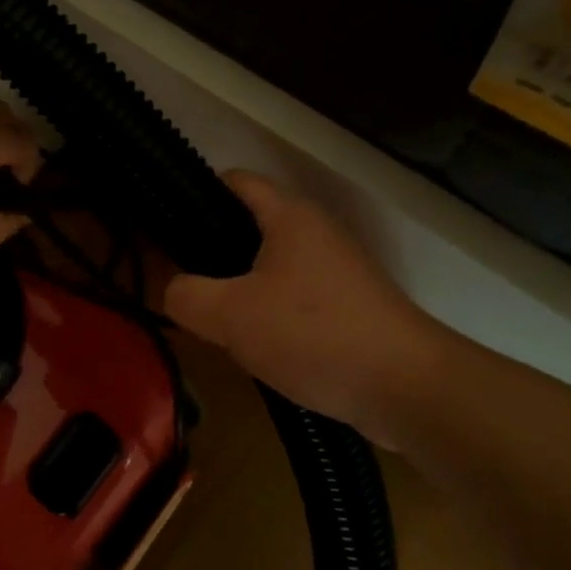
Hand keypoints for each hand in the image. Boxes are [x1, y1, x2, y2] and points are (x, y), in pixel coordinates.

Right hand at [162, 172, 450, 447]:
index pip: (234, 181)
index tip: (163, 226)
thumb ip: (185, 296)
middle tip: (179, 280)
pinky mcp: (347, 305)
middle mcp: (315, 231)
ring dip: (237, 286)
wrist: (406, 388)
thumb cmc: (313, 335)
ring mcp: (335, 269)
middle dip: (210, 249)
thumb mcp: (230, 316)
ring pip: (268, 265)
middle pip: (248, 224)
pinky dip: (266, 311)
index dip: (194, 193)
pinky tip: (250, 342)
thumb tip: (173, 289)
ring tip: (208, 315)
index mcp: (289, 215)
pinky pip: (292, 295)